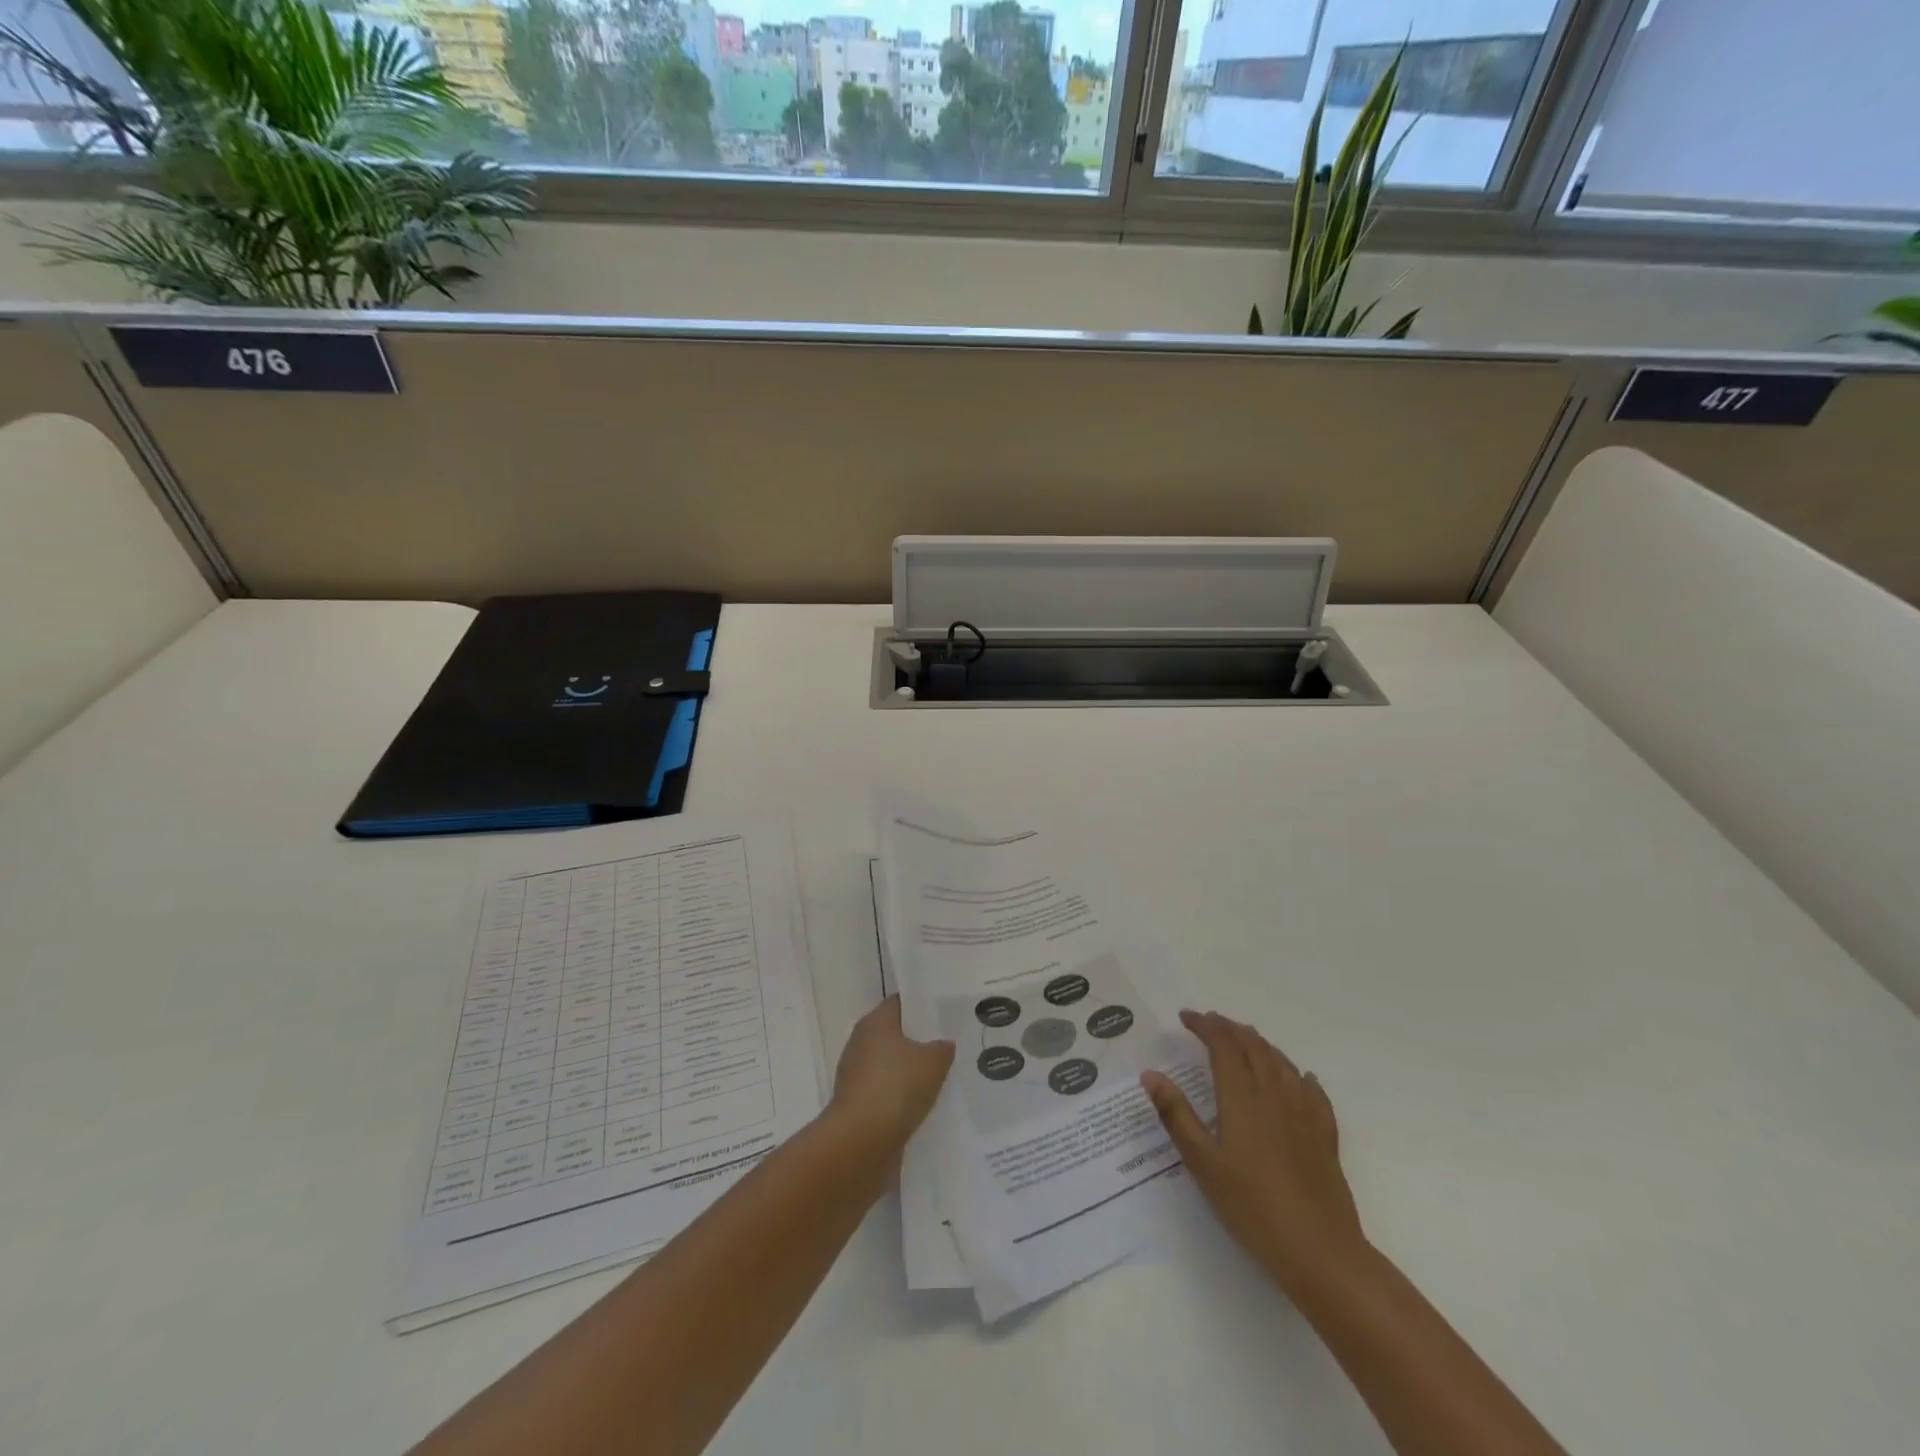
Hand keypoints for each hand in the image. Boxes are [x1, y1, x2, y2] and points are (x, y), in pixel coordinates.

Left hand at [829, 995, 954, 1153]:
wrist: (860, 1143)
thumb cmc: (896, 1088)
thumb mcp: (934, 1062)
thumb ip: (942, 1048)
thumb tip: (943, 1045)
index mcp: (875, 1022)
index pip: (900, 1003)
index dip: (922, 1006)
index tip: (944, 1013)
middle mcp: (861, 1043)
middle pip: (895, 1034)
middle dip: (919, 1041)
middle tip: (949, 1045)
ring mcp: (856, 1076)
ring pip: (891, 1066)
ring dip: (910, 1073)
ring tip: (942, 1078)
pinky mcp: (857, 1105)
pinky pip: (886, 1093)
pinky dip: (901, 1098)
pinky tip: (924, 1105)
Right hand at [1142, 1009, 1365, 1291]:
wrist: (1319, 1250)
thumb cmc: (1251, 1206)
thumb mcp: (1202, 1163)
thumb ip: (1176, 1115)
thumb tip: (1150, 1074)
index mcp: (1242, 1097)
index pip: (1223, 1045)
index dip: (1205, 1025)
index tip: (1185, 1018)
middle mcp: (1274, 1094)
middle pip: (1254, 1046)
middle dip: (1230, 1028)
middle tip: (1210, 1023)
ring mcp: (1305, 1114)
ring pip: (1282, 1063)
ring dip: (1260, 1044)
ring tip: (1245, 1040)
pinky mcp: (1325, 1136)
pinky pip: (1313, 1092)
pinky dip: (1300, 1076)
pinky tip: (1301, 1078)